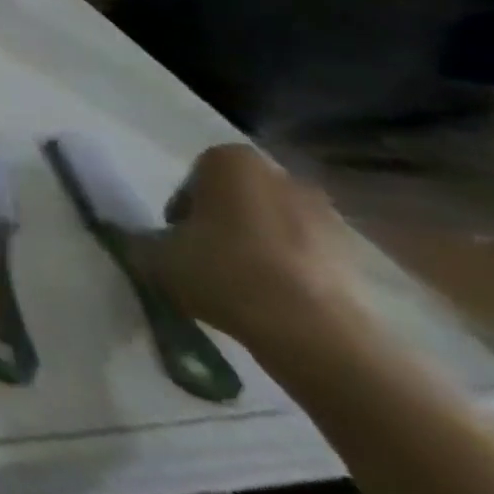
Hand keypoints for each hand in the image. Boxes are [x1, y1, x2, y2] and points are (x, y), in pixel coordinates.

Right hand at [137, 145, 363, 351]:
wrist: (313, 332)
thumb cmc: (222, 271)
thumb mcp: (155, 255)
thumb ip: (141, 239)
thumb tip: (136, 239)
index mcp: (230, 161)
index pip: (195, 175)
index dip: (183, 206)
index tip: (177, 236)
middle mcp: (281, 176)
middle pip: (239, 196)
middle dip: (224, 221)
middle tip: (206, 256)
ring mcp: (327, 215)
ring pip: (274, 224)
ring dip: (259, 245)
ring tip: (241, 284)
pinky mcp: (357, 256)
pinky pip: (306, 254)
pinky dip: (290, 269)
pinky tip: (274, 300)